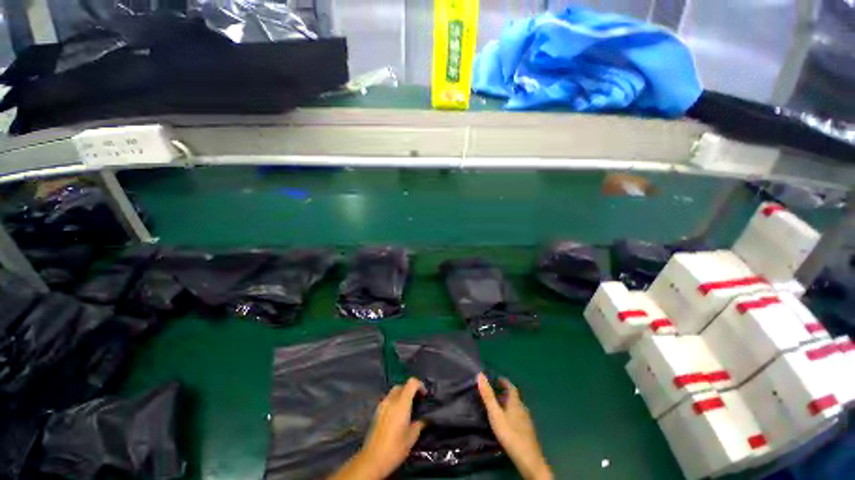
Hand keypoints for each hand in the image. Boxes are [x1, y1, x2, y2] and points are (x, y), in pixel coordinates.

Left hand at [330, 378, 425, 479]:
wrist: (372, 459)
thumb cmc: (395, 448)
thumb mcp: (412, 437)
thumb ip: (420, 423)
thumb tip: (425, 419)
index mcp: (401, 403)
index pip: (411, 382)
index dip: (420, 385)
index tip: (424, 396)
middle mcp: (391, 400)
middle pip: (402, 386)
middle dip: (411, 390)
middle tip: (417, 402)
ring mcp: (382, 405)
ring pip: (393, 392)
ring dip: (402, 395)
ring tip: (407, 409)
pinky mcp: (376, 412)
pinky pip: (387, 400)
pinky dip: (394, 402)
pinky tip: (397, 416)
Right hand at [477, 373, 552, 479]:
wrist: (528, 459)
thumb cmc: (510, 434)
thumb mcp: (495, 414)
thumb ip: (488, 396)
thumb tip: (480, 375)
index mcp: (516, 403)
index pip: (511, 387)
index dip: (504, 382)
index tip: (496, 380)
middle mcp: (523, 409)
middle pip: (514, 398)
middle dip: (504, 394)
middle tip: (493, 394)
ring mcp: (526, 421)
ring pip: (516, 408)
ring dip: (508, 405)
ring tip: (497, 408)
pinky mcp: (527, 432)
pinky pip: (518, 417)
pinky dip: (511, 415)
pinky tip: (506, 423)